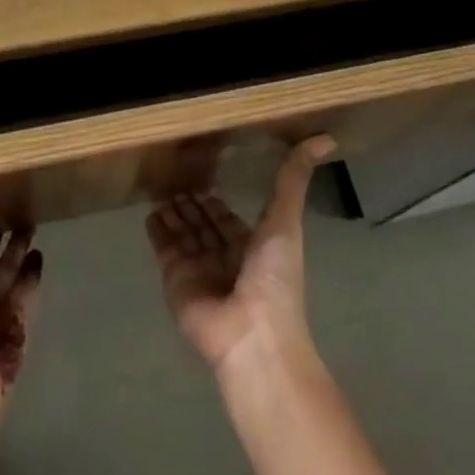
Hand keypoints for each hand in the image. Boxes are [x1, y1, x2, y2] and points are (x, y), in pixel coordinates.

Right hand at [146, 137, 334, 376]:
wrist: (252, 336)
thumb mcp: (286, 220)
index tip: (203, 172)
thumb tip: (326, 138)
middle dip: (192, 203)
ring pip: (184, 233)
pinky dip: (157, 231)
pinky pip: (164, 249)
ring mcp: (199, 270)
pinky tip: (149, 211)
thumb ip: (294, 178)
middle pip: (204, 224)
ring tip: (159, 186)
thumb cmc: (274, 278)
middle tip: (173, 174)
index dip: (217, 198)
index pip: (228, 217)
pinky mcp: (175, 280)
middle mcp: (224, 257)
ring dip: (174, 212)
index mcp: (252, 246)